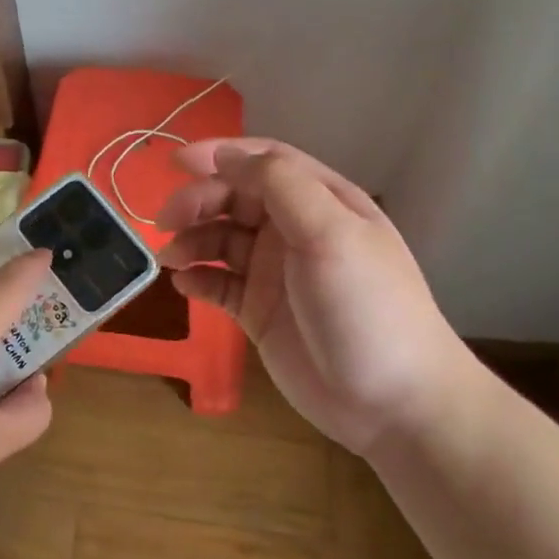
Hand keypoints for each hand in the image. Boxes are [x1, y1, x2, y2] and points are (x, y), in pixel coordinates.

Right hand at [157, 138, 478, 452]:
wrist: (393, 404)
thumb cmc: (365, 306)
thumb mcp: (330, 233)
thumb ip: (278, 184)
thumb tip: (225, 155)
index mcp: (321, 202)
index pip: (264, 161)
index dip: (219, 155)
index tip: (175, 163)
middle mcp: (295, 230)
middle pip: (235, 197)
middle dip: (198, 202)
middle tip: (166, 221)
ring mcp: (275, 272)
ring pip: (221, 239)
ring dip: (192, 240)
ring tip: (171, 259)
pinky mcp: (259, 311)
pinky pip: (218, 283)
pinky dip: (197, 278)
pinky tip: (184, 285)